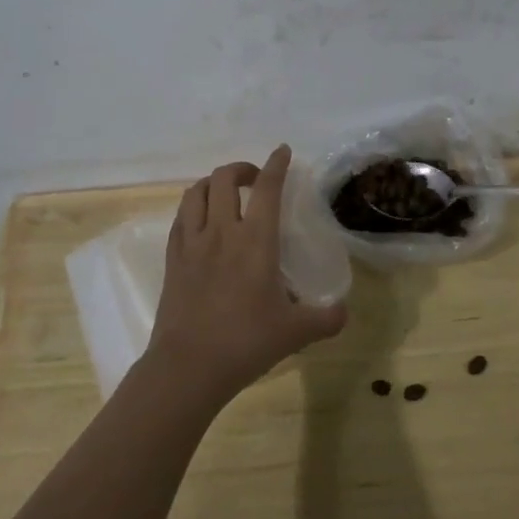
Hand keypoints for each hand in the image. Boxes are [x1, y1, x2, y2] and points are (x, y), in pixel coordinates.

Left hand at [147, 145, 347, 405]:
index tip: (282, 151)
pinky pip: (180, 218)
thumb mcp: (295, 333)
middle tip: (256, 180)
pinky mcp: (173, 259)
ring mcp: (192, 243)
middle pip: (225, 178)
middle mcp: (222, 232)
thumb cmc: (245, 343)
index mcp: (256, 241)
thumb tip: (345, 311)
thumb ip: (325, 318)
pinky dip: (194, 207)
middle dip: (242, 169)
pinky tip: (202, 220)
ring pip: (197, 192)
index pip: (268, 188)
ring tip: (227, 194)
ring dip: (214, 183)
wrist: (187, 367)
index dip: (276, 164)